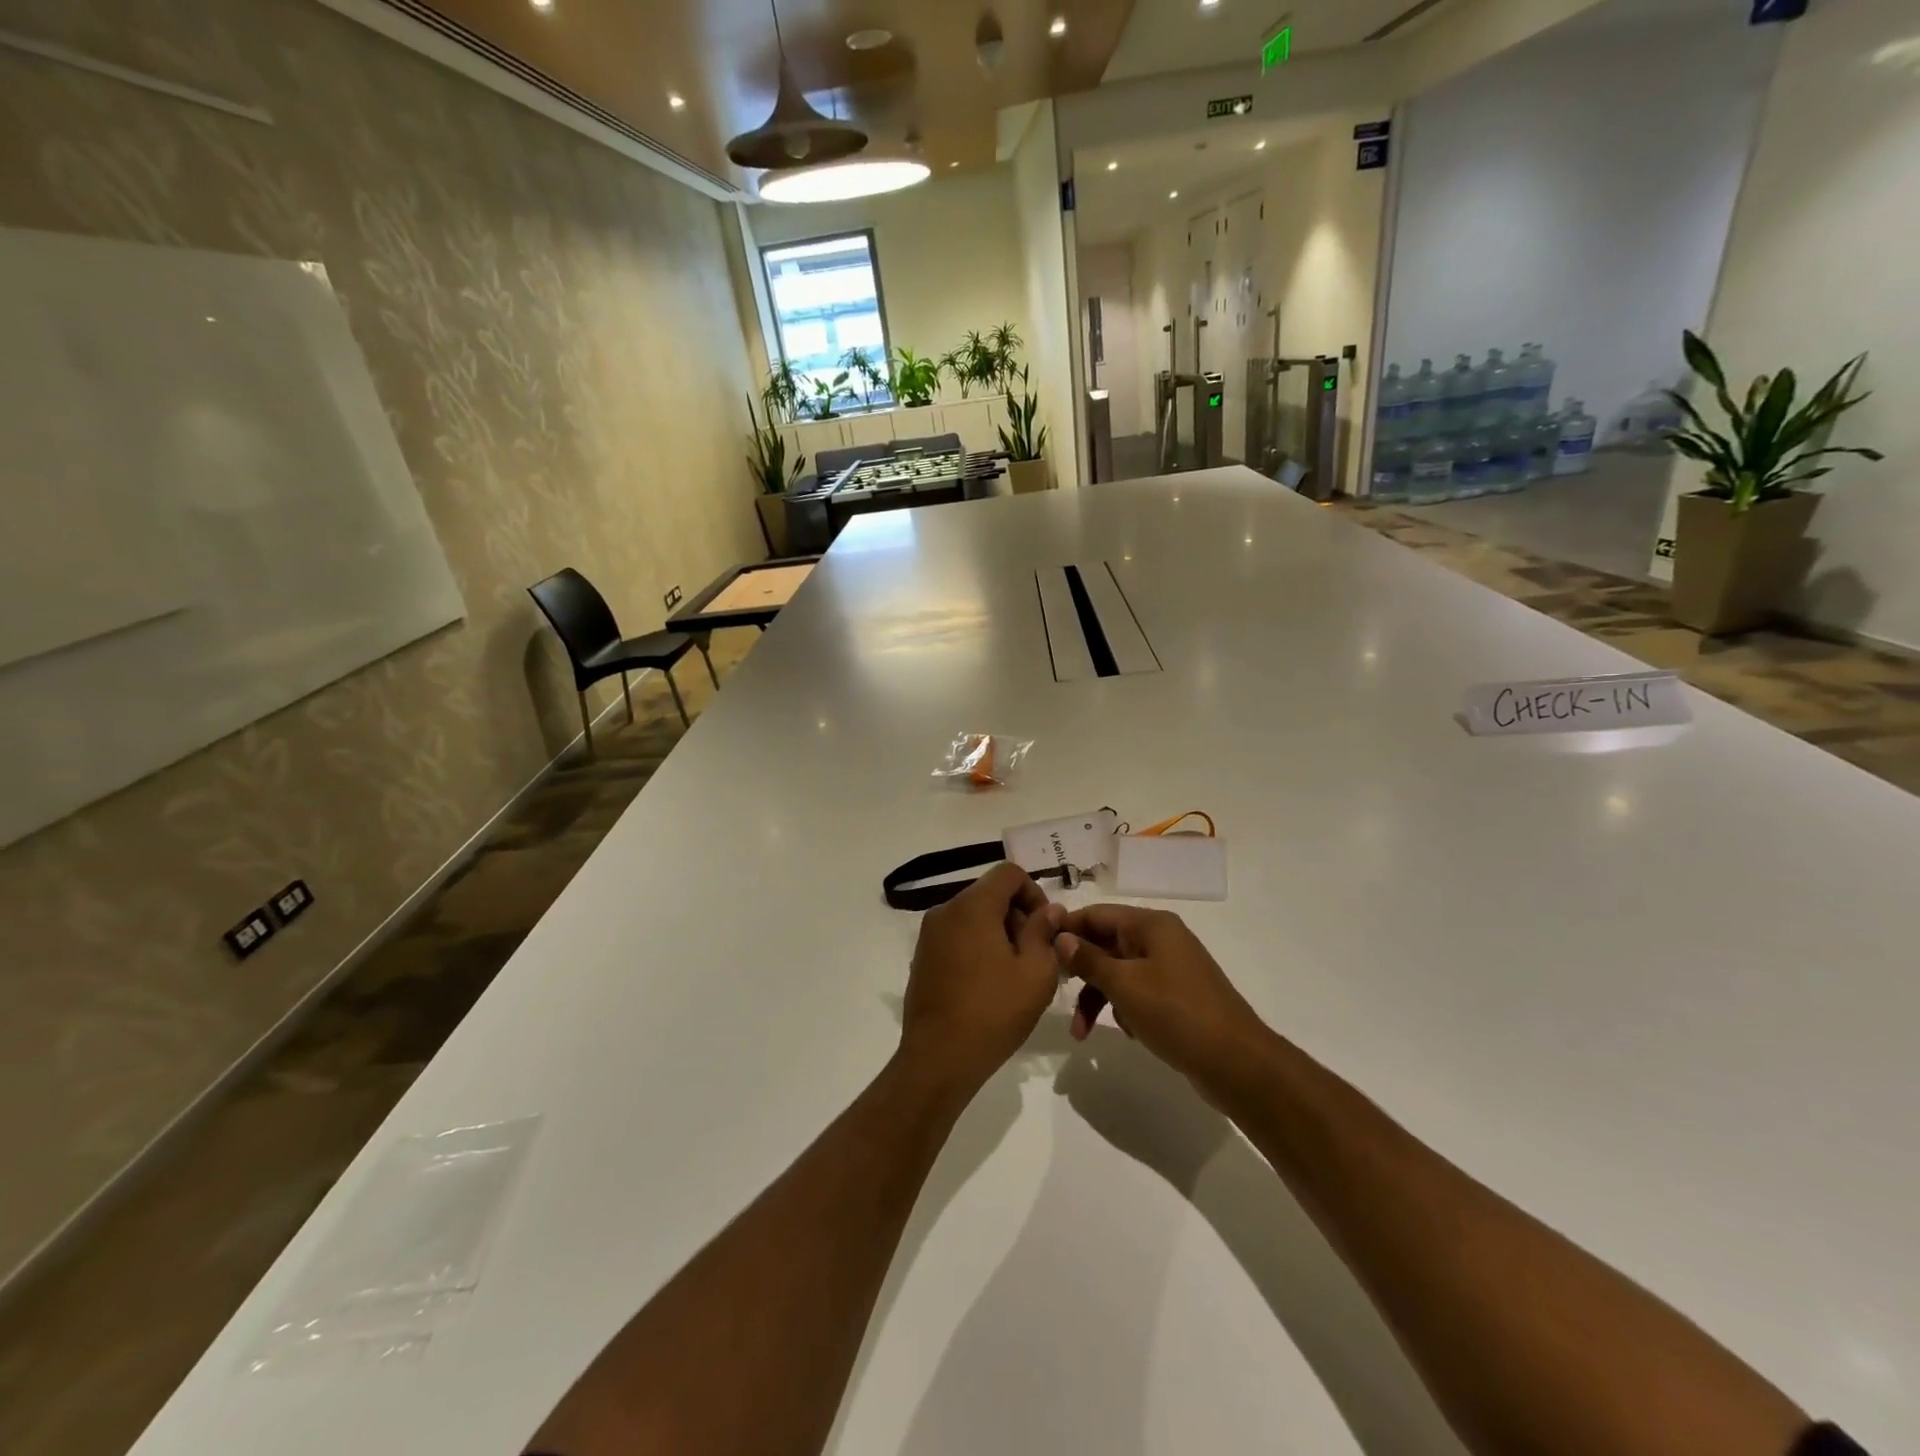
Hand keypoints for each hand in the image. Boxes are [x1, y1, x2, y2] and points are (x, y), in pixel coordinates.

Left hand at [900, 864, 1065, 1094]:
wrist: (938, 1059)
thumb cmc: (993, 1012)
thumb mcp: (1036, 972)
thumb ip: (1044, 932)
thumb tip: (1049, 910)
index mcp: (972, 906)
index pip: (1009, 873)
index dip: (1034, 893)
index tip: (1046, 928)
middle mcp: (945, 911)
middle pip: (990, 894)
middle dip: (1017, 916)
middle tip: (1036, 955)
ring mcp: (929, 935)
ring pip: (973, 916)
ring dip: (999, 933)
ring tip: (1015, 973)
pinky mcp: (923, 957)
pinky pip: (957, 936)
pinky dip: (978, 946)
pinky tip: (989, 984)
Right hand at [1053, 906, 1267, 1092]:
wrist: (1237, 1063)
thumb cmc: (1177, 1014)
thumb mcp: (1125, 985)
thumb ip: (1088, 960)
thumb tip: (1060, 937)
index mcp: (1151, 925)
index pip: (1096, 914)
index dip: (1066, 928)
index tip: (1038, 949)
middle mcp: (1161, 939)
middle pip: (1105, 944)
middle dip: (1080, 971)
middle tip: (1055, 993)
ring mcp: (1171, 968)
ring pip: (1119, 972)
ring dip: (1098, 997)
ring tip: (1082, 1033)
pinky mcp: (1177, 995)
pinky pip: (1137, 991)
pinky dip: (1123, 1007)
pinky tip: (1126, 1033)